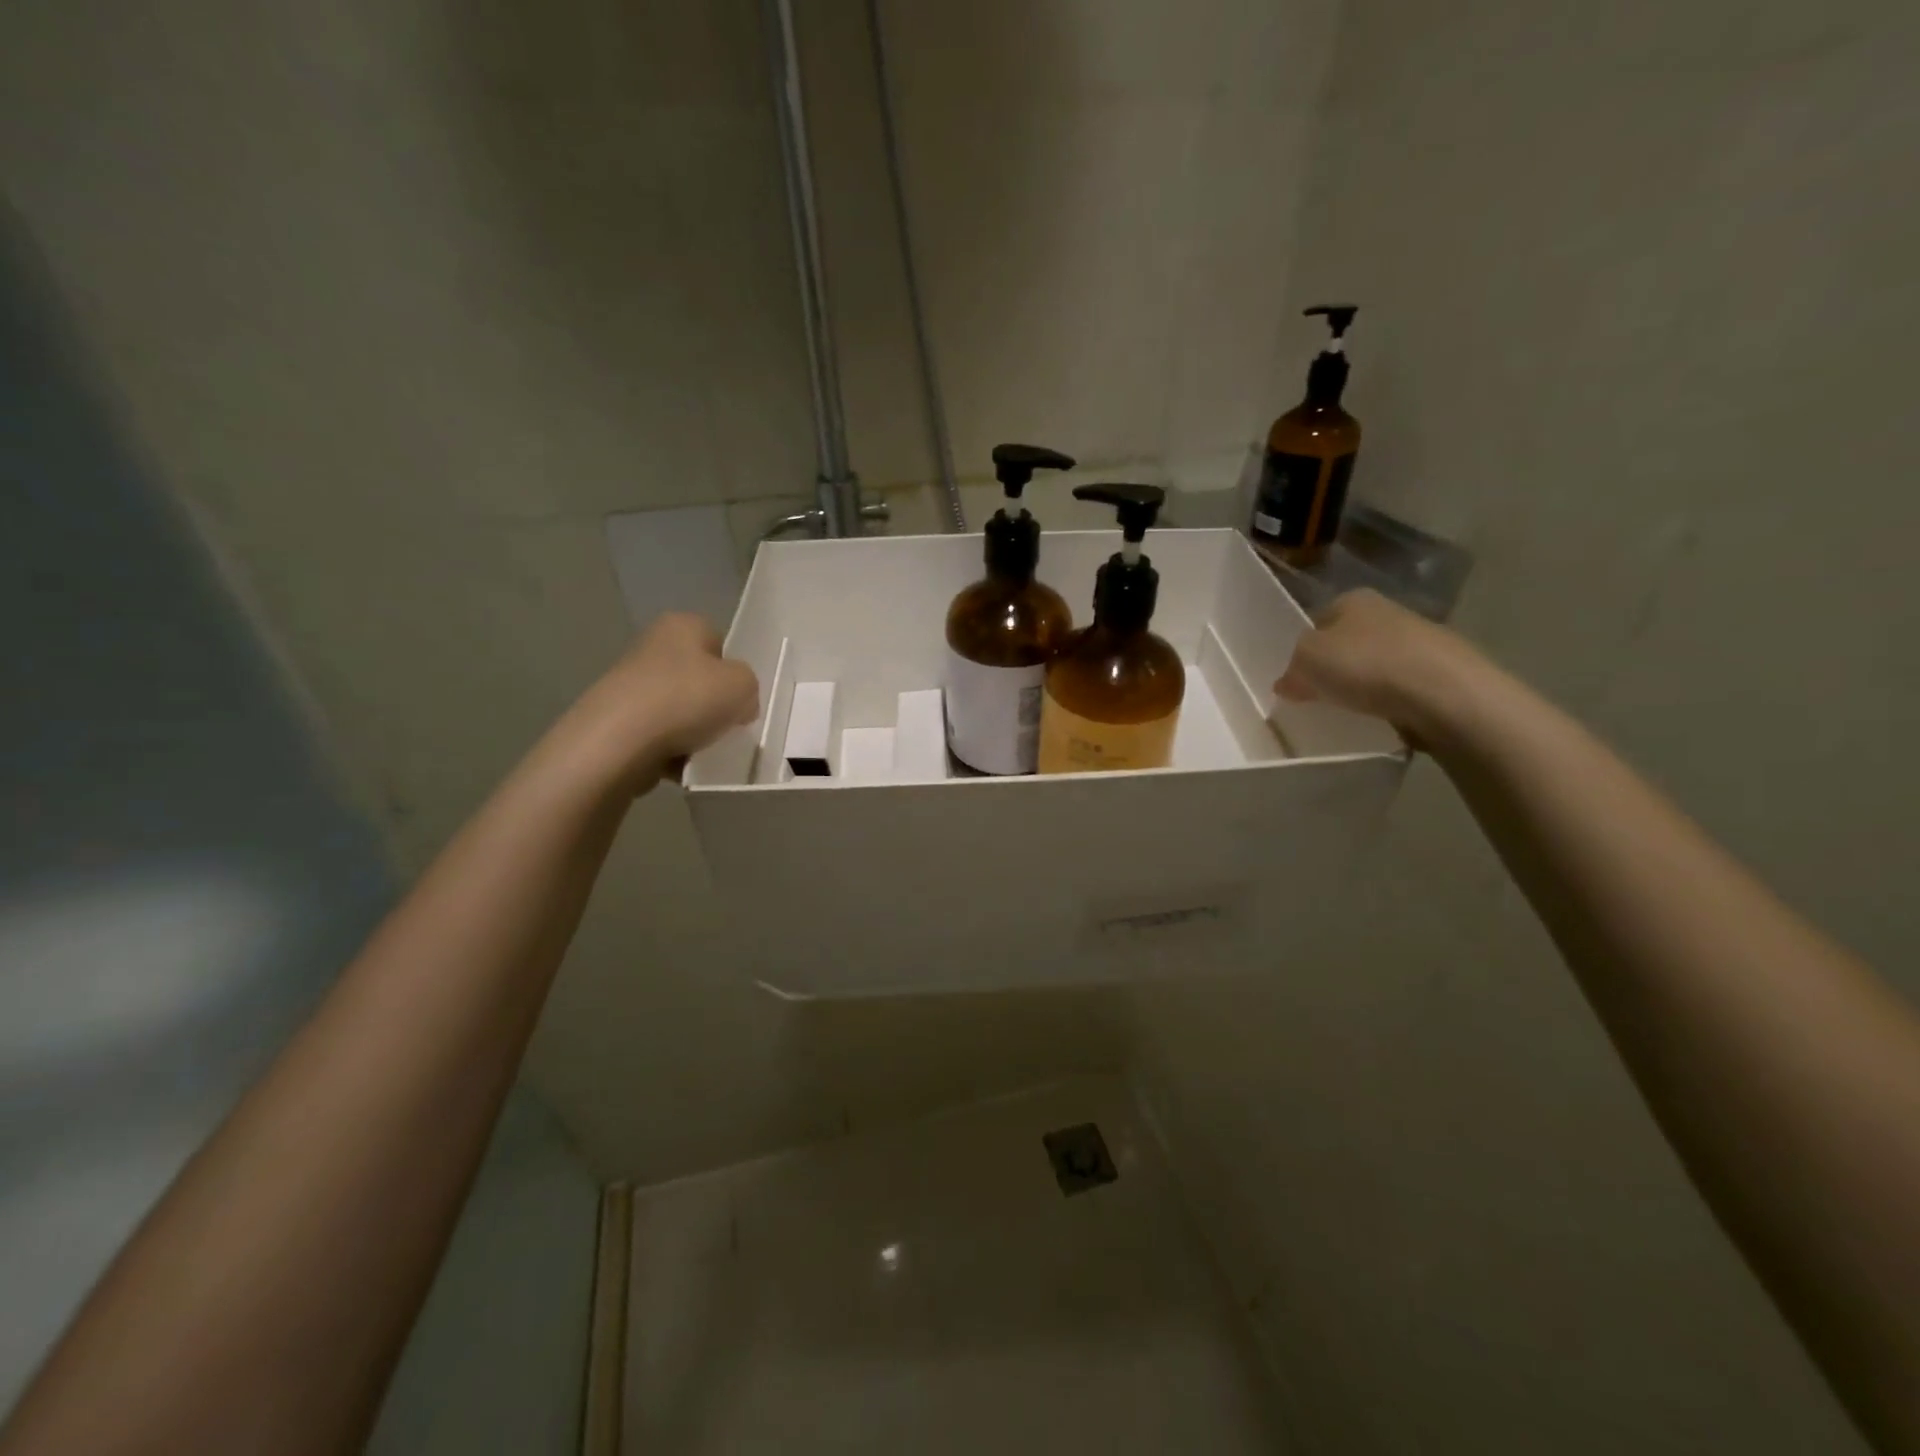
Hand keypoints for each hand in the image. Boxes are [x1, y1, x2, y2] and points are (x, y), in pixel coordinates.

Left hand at [564, 613, 759, 793]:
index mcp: (682, 625)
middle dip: (713, 705)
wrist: (619, 741)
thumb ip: (749, 687)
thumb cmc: (687, 699)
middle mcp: (652, 647)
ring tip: (703, 751)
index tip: (740, 699)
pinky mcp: (617, 720)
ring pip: (679, 710)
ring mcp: (630, 684)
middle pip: (698, 679)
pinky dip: (671, 752)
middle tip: (727, 727)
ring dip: (694, 733)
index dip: (734, 672)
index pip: (719, 643)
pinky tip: (680, 765)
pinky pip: (658, 737)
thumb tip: (737, 704)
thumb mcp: (744, 685)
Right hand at [1275, 589, 1483, 746]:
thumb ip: (1291, 668)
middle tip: (1314, 697)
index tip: (1293, 677)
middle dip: (1331, 667)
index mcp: (1352, 599)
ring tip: (1346, 712)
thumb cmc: (1366, 665)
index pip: (1315, 621)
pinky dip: (1386, 700)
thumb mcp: (1307, 660)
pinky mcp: (1439, 672)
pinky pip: (1398, 687)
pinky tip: (1380, 718)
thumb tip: (1287, 681)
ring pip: (1373, 664)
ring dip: (1359, 685)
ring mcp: (1418, 640)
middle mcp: (1387, 611)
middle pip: (1345, 643)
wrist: (1444, 693)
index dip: (1300, 649)